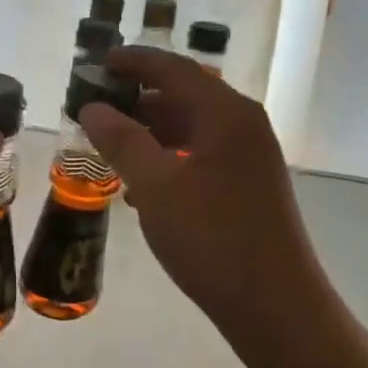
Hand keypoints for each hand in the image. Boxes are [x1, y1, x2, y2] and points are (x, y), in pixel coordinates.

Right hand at [79, 48, 321, 338]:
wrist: (275, 305)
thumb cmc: (212, 237)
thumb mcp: (156, 186)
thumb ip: (122, 141)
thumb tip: (92, 107)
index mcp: (226, 114)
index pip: (174, 70)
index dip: (134, 62)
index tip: (98, 62)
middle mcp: (244, 127)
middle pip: (185, 97)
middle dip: (139, 102)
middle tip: (96, 111)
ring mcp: (251, 159)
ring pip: (193, 131)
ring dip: (152, 136)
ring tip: (111, 152)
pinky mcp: (249, 188)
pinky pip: (202, 159)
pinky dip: (169, 163)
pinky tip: (141, 190)